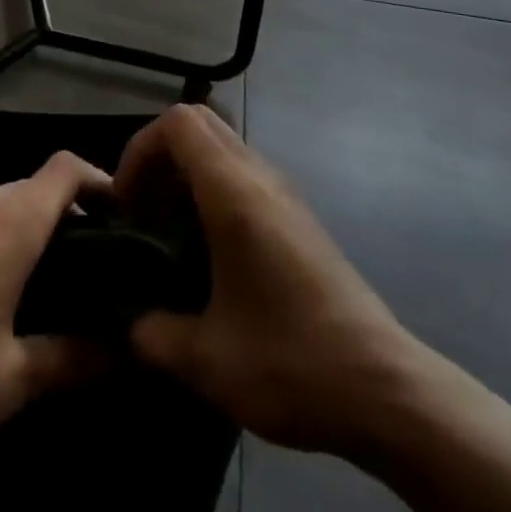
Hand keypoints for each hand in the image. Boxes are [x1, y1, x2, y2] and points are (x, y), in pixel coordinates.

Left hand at [0, 149, 111, 443]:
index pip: (66, 168)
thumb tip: (125, 353)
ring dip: (21, 230)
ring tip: (34, 282)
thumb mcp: (14, 375)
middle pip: (33, 187)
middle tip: (84, 266)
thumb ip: (73, 359)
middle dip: (63, 217)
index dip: (98, 179)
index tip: (121, 212)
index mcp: (13, 218)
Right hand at [116, 105, 411, 456]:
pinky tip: (208, 251)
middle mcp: (261, 176)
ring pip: (223, 146)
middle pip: (200, 123)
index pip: (178, 123)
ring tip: (168, 231)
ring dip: (187, 172)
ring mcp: (285, 193)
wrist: (384, 388)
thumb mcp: (207, 360)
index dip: (140, 149)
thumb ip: (153, 334)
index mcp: (234, 191)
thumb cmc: (291, 361)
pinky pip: (244, 173)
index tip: (126, 203)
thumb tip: (128, 325)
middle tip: (141, 210)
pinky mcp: (299, 216)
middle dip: (159, 155)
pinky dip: (213, 189)